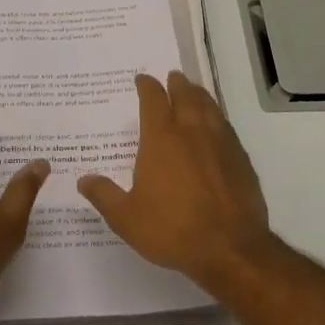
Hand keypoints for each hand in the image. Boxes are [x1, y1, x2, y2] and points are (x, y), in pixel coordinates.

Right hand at [78, 72, 271, 286]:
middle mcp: (192, 131)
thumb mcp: (126, 218)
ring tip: (195, 91)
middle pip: (186, 96)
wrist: (231, 248)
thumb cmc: (172, 229)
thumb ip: (104, 195)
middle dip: (177, 84)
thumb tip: (84, 179)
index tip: (142, 79)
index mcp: (162, 138)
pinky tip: (218, 127)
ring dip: (200, 96)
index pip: (153, 100)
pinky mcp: (241, 159)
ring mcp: (221, 143)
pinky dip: (218, 119)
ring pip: (210, 107)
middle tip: (173, 76)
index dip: (147, 86)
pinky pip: (227, 128)